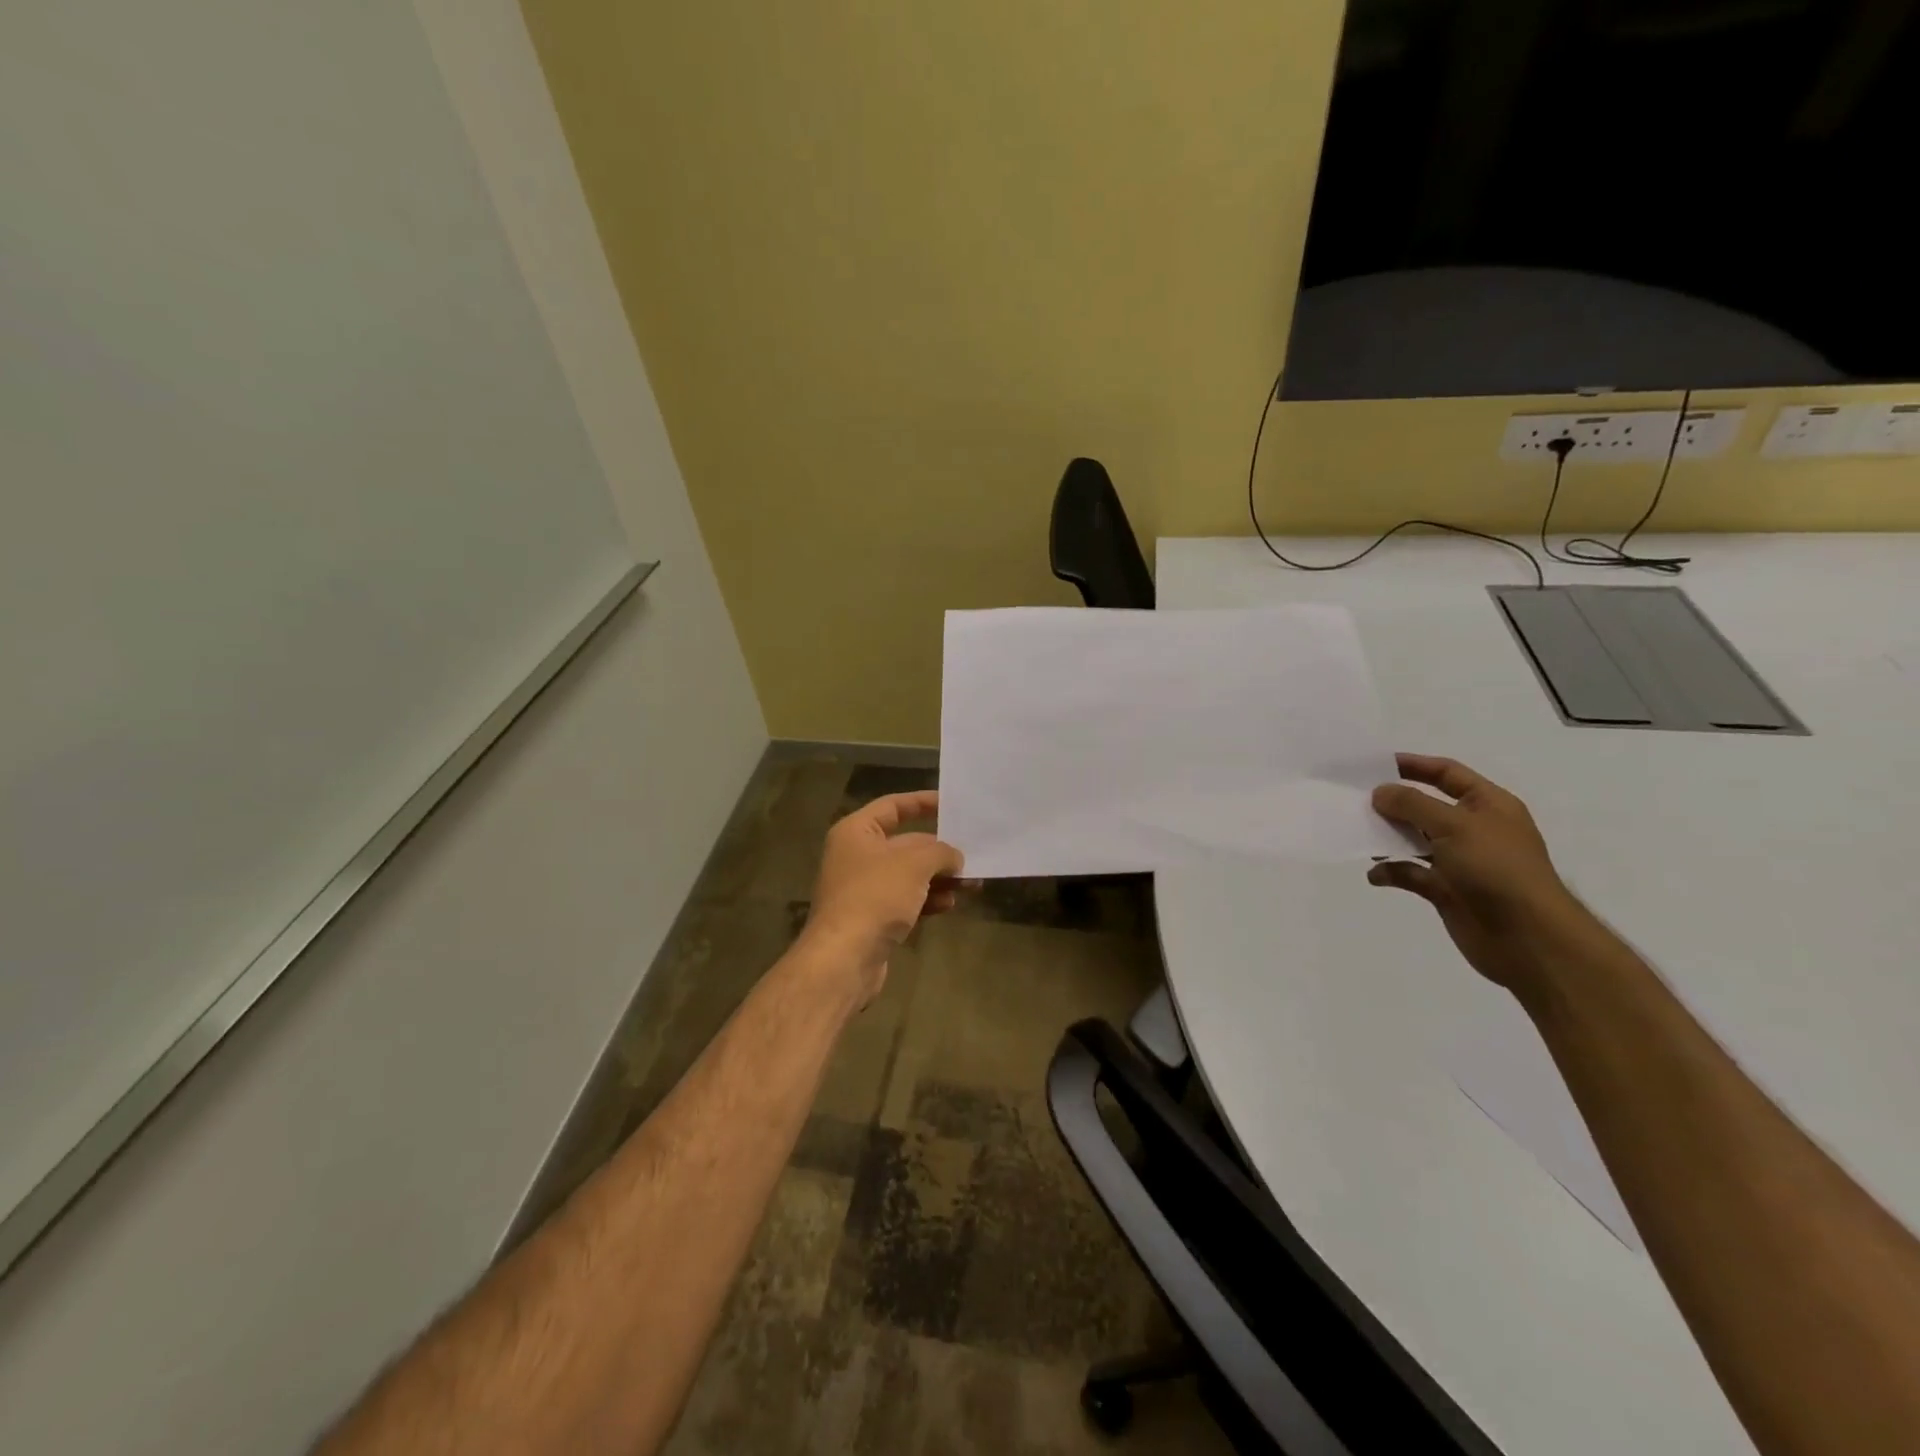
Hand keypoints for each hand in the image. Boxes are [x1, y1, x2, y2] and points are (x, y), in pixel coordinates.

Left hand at [800, 790, 964, 1003]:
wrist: (844, 958)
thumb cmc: (876, 896)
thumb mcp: (915, 864)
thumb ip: (941, 852)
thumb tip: (954, 857)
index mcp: (857, 832)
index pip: (893, 806)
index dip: (922, 802)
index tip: (951, 804)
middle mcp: (857, 856)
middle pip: (905, 844)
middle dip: (939, 851)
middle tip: (973, 854)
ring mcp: (863, 889)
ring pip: (909, 875)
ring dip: (940, 878)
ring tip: (972, 883)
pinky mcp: (872, 918)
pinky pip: (906, 900)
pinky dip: (928, 899)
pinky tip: (950, 904)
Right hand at [1367, 754, 1586, 992]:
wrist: (1528, 937)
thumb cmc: (1497, 869)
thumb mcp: (1454, 825)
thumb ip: (1412, 804)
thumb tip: (1380, 792)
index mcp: (1488, 805)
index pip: (1447, 774)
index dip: (1414, 765)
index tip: (1375, 765)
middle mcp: (1474, 829)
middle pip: (1426, 806)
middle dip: (1393, 803)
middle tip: (1355, 800)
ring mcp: (1460, 861)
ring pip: (1414, 840)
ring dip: (1387, 838)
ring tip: (1358, 834)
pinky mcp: (1447, 890)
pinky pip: (1411, 874)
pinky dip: (1391, 872)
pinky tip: (1375, 874)